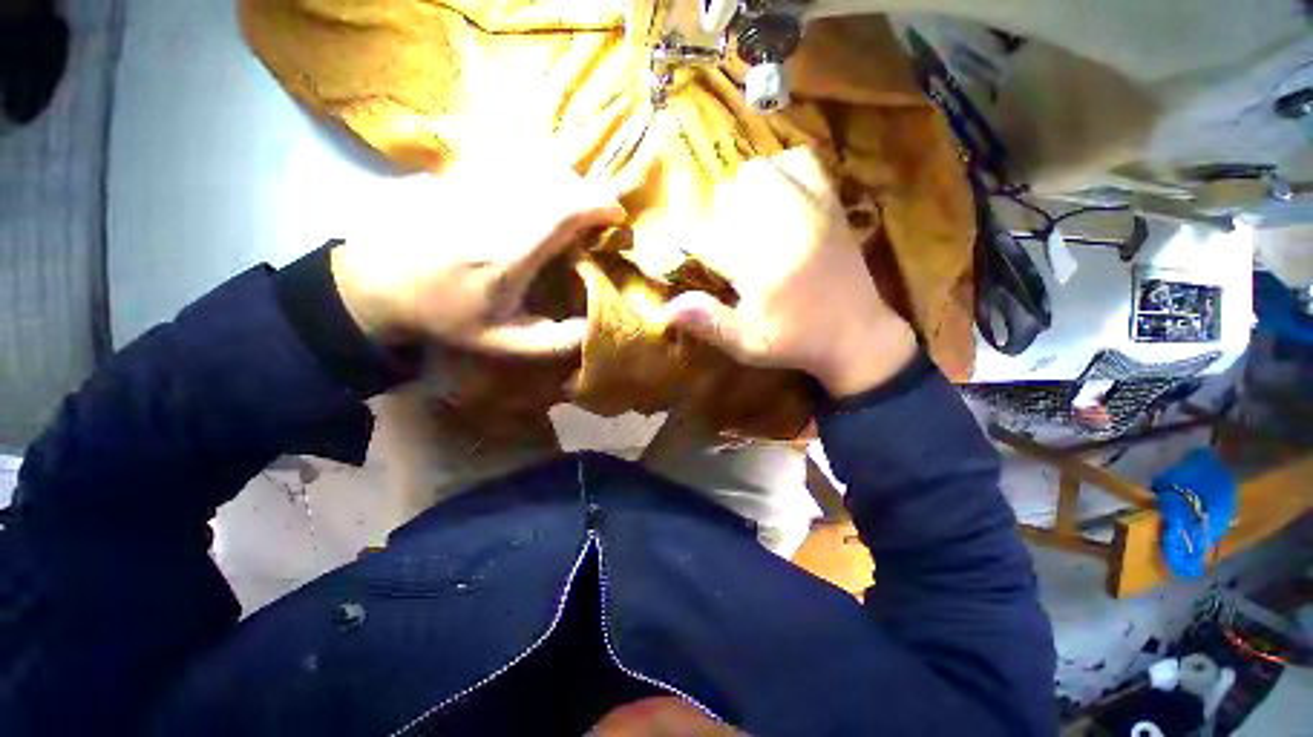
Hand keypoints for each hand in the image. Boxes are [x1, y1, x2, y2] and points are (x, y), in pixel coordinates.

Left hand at [330, 158, 623, 356]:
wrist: (376, 283)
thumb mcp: (505, 343)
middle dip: (588, 196)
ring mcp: (472, 183)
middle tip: (595, 221)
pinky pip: (512, 164)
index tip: (617, 219)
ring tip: (569, 212)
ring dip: (564, 186)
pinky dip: (537, 178)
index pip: (564, 209)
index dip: (600, 205)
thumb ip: (556, 341)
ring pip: (537, 166)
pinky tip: (534, 201)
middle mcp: (494, 209)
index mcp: (509, 253)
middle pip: (558, 180)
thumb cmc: (446, 315)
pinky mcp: (459, 173)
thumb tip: (596, 323)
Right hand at [660, 148, 916, 397]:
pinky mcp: (833, 204)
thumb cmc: (795, 342)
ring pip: (761, 172)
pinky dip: (780, 171)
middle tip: (727, 243)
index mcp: (764, 270)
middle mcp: (788, 232)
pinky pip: (801, 161)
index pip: (708, 236)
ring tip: (748, 221)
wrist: (858, 334)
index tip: (685, 243)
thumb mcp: (747, 344)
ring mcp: (815, 211)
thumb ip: (707, 322)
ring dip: (743, 193)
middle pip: (732, 195)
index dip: (688, 235)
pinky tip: (777, 198)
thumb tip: (663, 310)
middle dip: (718, 217)